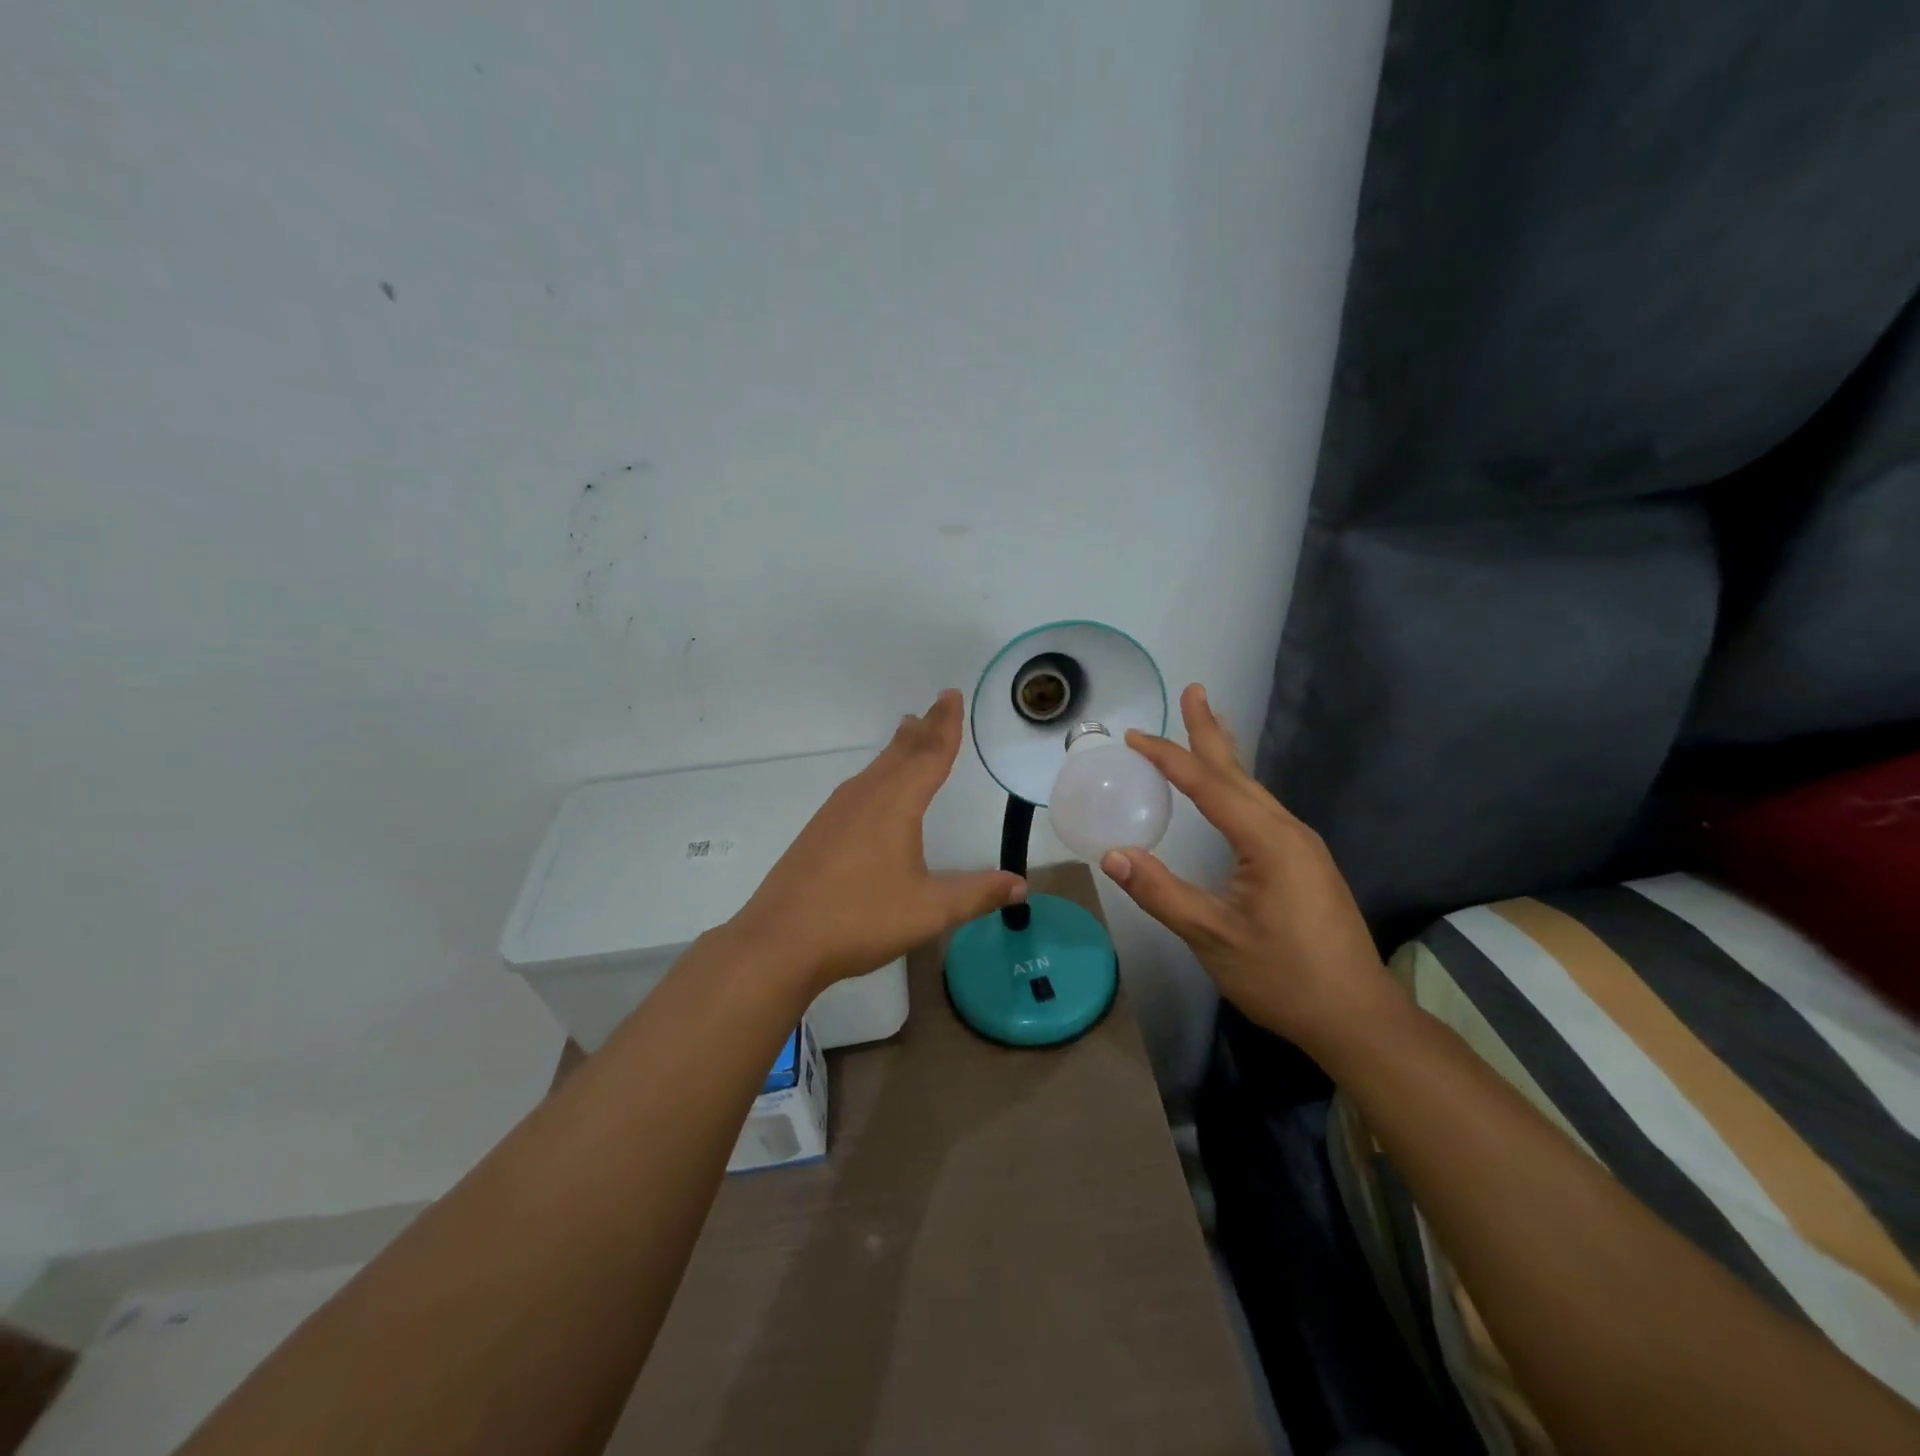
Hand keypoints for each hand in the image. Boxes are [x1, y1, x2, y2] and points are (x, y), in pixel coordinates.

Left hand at [730, 690, 1025, 993]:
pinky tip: (874, 789)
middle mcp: (865, 797)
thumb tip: (1020, 885)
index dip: (946, 726)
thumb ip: (976, 894)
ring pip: (876, 768)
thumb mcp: (929, 910)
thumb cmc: (860, 918)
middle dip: (924, 729)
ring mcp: (837, 812)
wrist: (780, 940)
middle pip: (901, 753)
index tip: (951, 695)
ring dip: (898, 748)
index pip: (930, 755)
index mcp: (896, 805)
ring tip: (909, 731)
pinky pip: (859, 787)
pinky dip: (878, 772)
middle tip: (937, 704)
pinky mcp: (819, 831)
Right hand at [1099, 684, 1402, 1049]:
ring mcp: (1301, 847)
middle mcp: (1288, 831)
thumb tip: (1112, 855)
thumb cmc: (1283, 977)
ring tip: (1207, 728)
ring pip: (1253, 789)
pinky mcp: (1305, 863)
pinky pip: (1261, 809)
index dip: (1168, 757)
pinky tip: (1229, 792)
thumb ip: (1161, 892)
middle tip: (1195, 691)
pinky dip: (1236, 787)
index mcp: (1267, 840)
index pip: (1208, 785)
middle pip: (1238, 772)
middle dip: (1210, 731)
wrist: (1357, 1017)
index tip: (1134, 736)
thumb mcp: (1212, 937)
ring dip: (1225, 757)